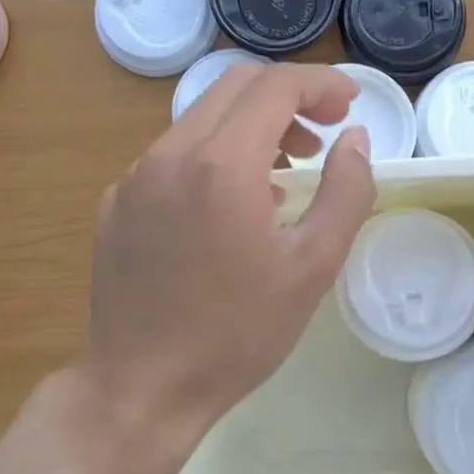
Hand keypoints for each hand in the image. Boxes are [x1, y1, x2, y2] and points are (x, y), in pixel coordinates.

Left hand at [82, 63, 375, 466]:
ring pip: (202, 117)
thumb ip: (347, 190)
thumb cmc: (238, 332)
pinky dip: (214, 154)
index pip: (276, 85)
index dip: (321, 84)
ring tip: (285, 171)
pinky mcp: (117, 200)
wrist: (141, 389)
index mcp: (221, 163)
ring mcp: (136, 175)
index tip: (349, 105)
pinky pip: (174, 154)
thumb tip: (356, 138)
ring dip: (252, 125)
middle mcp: (170, 153)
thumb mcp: (314, 265)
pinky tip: (231, 205)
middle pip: (236, 86)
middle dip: (288, 96)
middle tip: (323, 132)